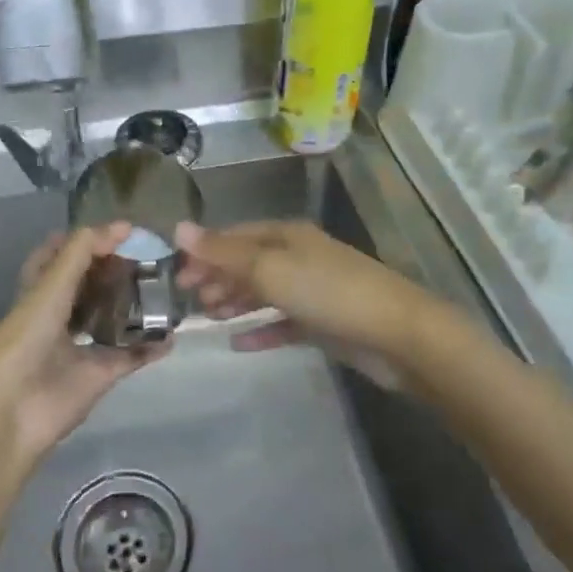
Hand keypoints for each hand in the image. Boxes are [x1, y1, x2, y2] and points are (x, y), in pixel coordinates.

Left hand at [0, 222, 172, 463]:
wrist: (14, 411)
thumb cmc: (24, 341)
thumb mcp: (50, 288)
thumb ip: (82, 253)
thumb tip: (122, 226)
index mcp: (38, 292)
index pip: (59, 256)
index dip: (85, 241)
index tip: (121, 231)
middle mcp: (58, 316)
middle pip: (89, 286)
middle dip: (114, 271)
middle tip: (148, 258)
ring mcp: (79, 347)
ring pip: (110, 319)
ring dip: (133, 306)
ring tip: (162, 287)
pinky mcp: (98, 375)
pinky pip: (130, 356)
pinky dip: (151, 347)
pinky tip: (172, 335)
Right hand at [172, 220, 442, 389]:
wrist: (396, 334)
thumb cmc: (328, 292)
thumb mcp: (269, 268)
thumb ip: (223, 252)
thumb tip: (178, 227)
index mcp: (286, 236)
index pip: (234, 237)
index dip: (204, 252)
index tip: (176, 276)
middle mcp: (298, 257)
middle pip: (248, 263)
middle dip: (217, 278)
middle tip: (188, 301)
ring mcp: (312, 290)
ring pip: (264, 292)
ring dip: (235, 302)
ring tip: (208, 318)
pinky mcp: (323, 322)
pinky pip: (282, 323)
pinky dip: (260, 330)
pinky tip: (238, 344)